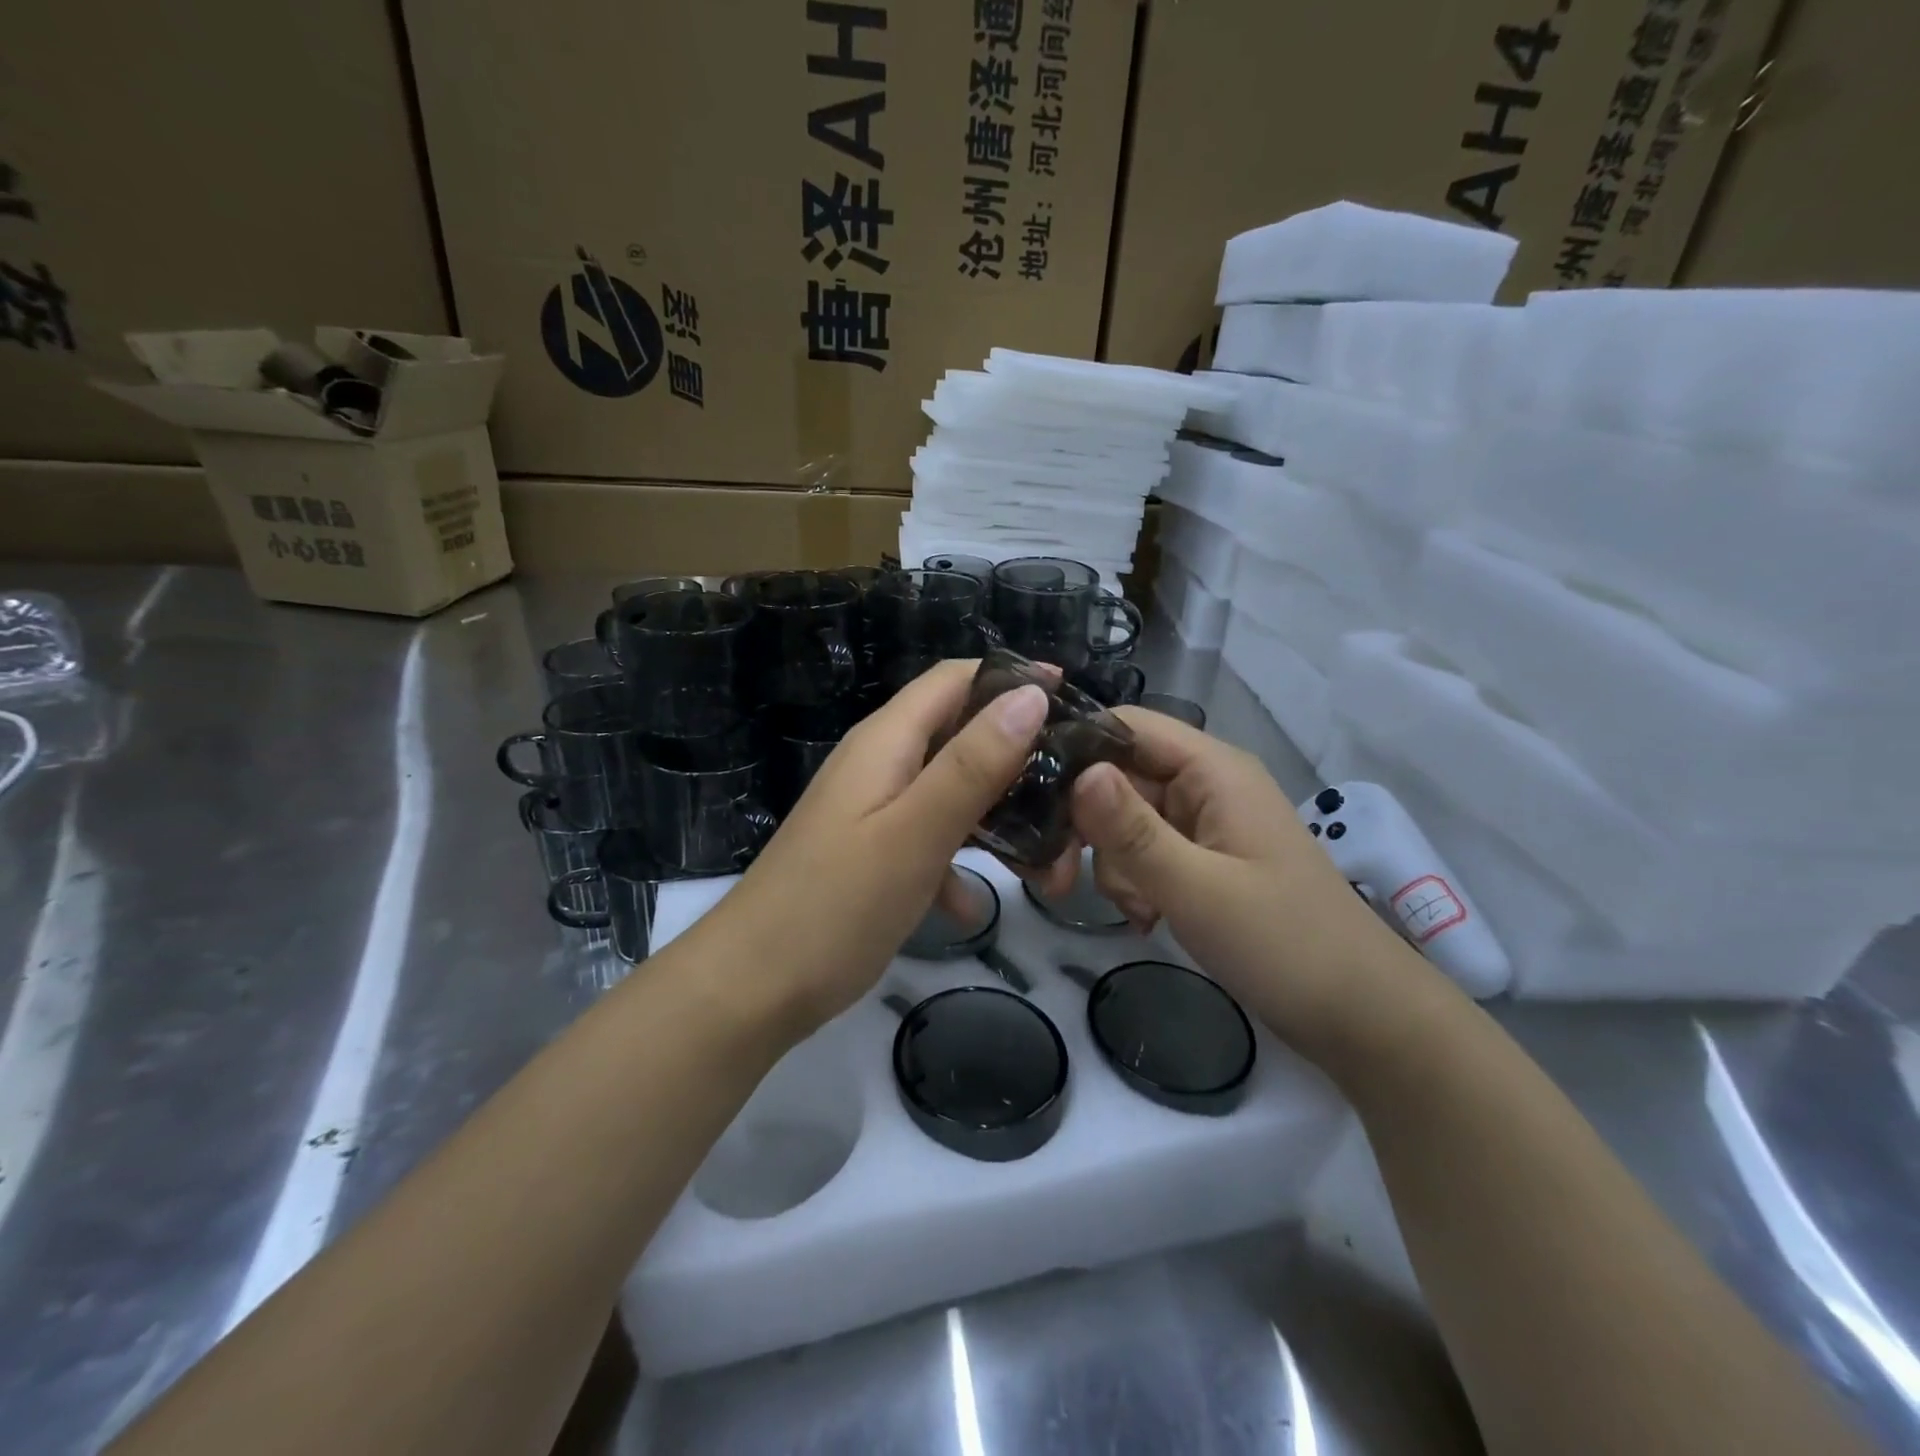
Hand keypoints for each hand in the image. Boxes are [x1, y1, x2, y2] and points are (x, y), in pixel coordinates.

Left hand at [715, 661, 1050, 1038]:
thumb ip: (973, 763)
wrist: (751, 989)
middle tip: (1074, 787)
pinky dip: (959, 860)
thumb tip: (1030, 694)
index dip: (1013, 679)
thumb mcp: (916, 831)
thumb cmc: (836, 904)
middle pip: (960, 733)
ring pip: (952, 791)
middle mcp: (880, 763)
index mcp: (886, 741)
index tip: (1076, 703)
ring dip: (998, 813)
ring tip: (1050, 851)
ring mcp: (875, 810)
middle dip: (1018, 754)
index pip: (955, 679)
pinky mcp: (873, 853)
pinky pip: (931, 838)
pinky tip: (972, 904)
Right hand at [1069, 708, 1438, 1058]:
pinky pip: (1144, 854)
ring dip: (1114, 863)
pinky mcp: (1200, 861)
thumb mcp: (1198, 888)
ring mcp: (1202, 825)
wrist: (1359, 1017)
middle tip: (1059, 877)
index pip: (1126, 726)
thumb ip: (1132, 831)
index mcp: (1212, 770)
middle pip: (1117, 777)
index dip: (1074, 749)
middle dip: (1087, 825)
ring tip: (1139, 911)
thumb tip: (1077, 772)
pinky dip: (1134, 882)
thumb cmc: (1285, 944)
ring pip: (1123, 820)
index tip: (1026, 795)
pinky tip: (1147, 919)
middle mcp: (1204, 785)